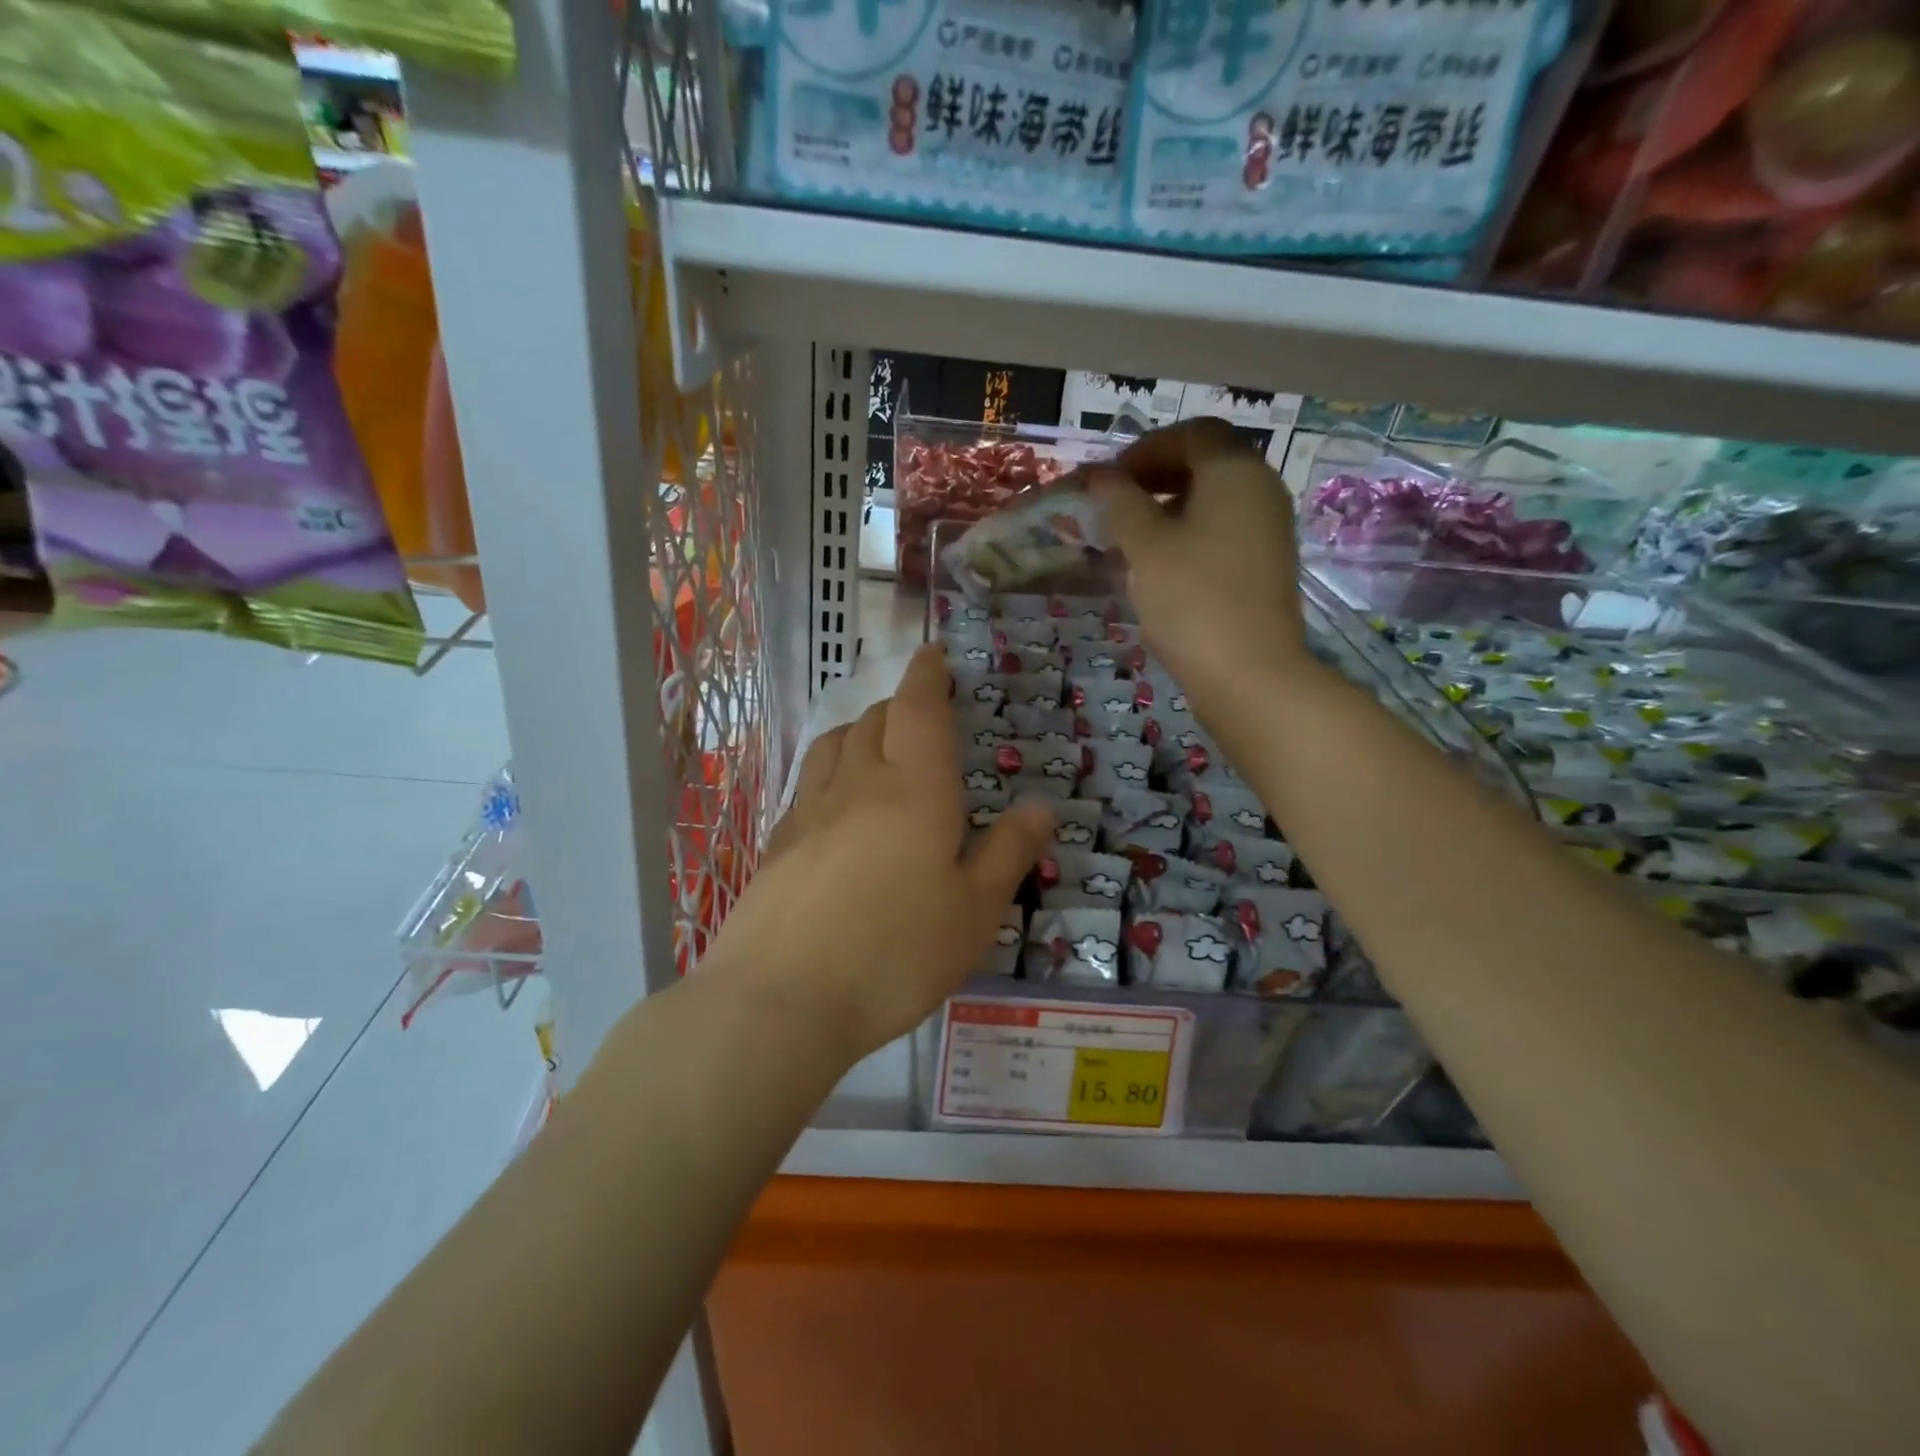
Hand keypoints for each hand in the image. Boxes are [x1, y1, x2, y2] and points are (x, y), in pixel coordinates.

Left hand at [711, 646, 1053, 1063]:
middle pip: (875, 719)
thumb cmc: (896, 954)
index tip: (932, 653)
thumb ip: (1009, 852)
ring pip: (834, 744)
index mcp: (915, 789)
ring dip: (860, 729)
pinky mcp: (779, 842)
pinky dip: (831, 768)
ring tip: (876, 743)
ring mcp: (810, 810)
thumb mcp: (975, 912)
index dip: (927, 675)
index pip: (919, 709)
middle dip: (900, 704)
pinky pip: (809, 782)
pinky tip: (837, 801)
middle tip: (921, 713)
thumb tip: (1042, 807)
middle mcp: (859, 784)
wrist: (781, 999)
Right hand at [1089, 420, 1309, 709]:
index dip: (1145, 449)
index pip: (1191, 434)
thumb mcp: (1145, 545)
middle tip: (1116, 506)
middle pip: (1206, 464)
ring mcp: (1268, 529)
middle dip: (1156, 477)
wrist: (1248, 673)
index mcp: (1236, 471)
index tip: (1109, 481)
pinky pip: (1222, 532)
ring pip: (1213, 501)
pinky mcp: (1265, 565)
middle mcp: (1261, 489)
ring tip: (1129, 540)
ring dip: (1168, 509)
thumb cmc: (1191, 598)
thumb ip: (1119, 501)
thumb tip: (1099, 475)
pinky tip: (1159, 567)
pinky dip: (1188, 535)